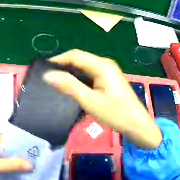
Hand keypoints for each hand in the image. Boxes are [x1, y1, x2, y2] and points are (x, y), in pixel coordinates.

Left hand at [0, 133, 32, 179]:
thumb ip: (12, 164)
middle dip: (20, 155)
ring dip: (15, 162)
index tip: (36, 151)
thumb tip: (31, 164)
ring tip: (31, 167)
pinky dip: (9, 168)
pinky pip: (1, 164)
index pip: (10, 139)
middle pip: (9, 148)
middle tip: (36, 161)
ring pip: (5, 157)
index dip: (23, 145)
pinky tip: (19, 172)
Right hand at [43, 49, 161, 148]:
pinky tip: (73, 90)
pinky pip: (90, 76)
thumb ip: (70, 86)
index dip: (58, 60)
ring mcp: (108, 72)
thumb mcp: (91, 101)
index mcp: (102, 65)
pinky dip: (80, 81)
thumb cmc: (116, 113)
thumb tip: (48, 75)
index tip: (43, 70)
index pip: (75, 55)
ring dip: (71, 75)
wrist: (137, 124)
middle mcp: (105, 64)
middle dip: (63, 67)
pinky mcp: (109, 80)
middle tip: (48, 79)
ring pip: (84, 68)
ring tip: (56, 85)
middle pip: (80, 60)